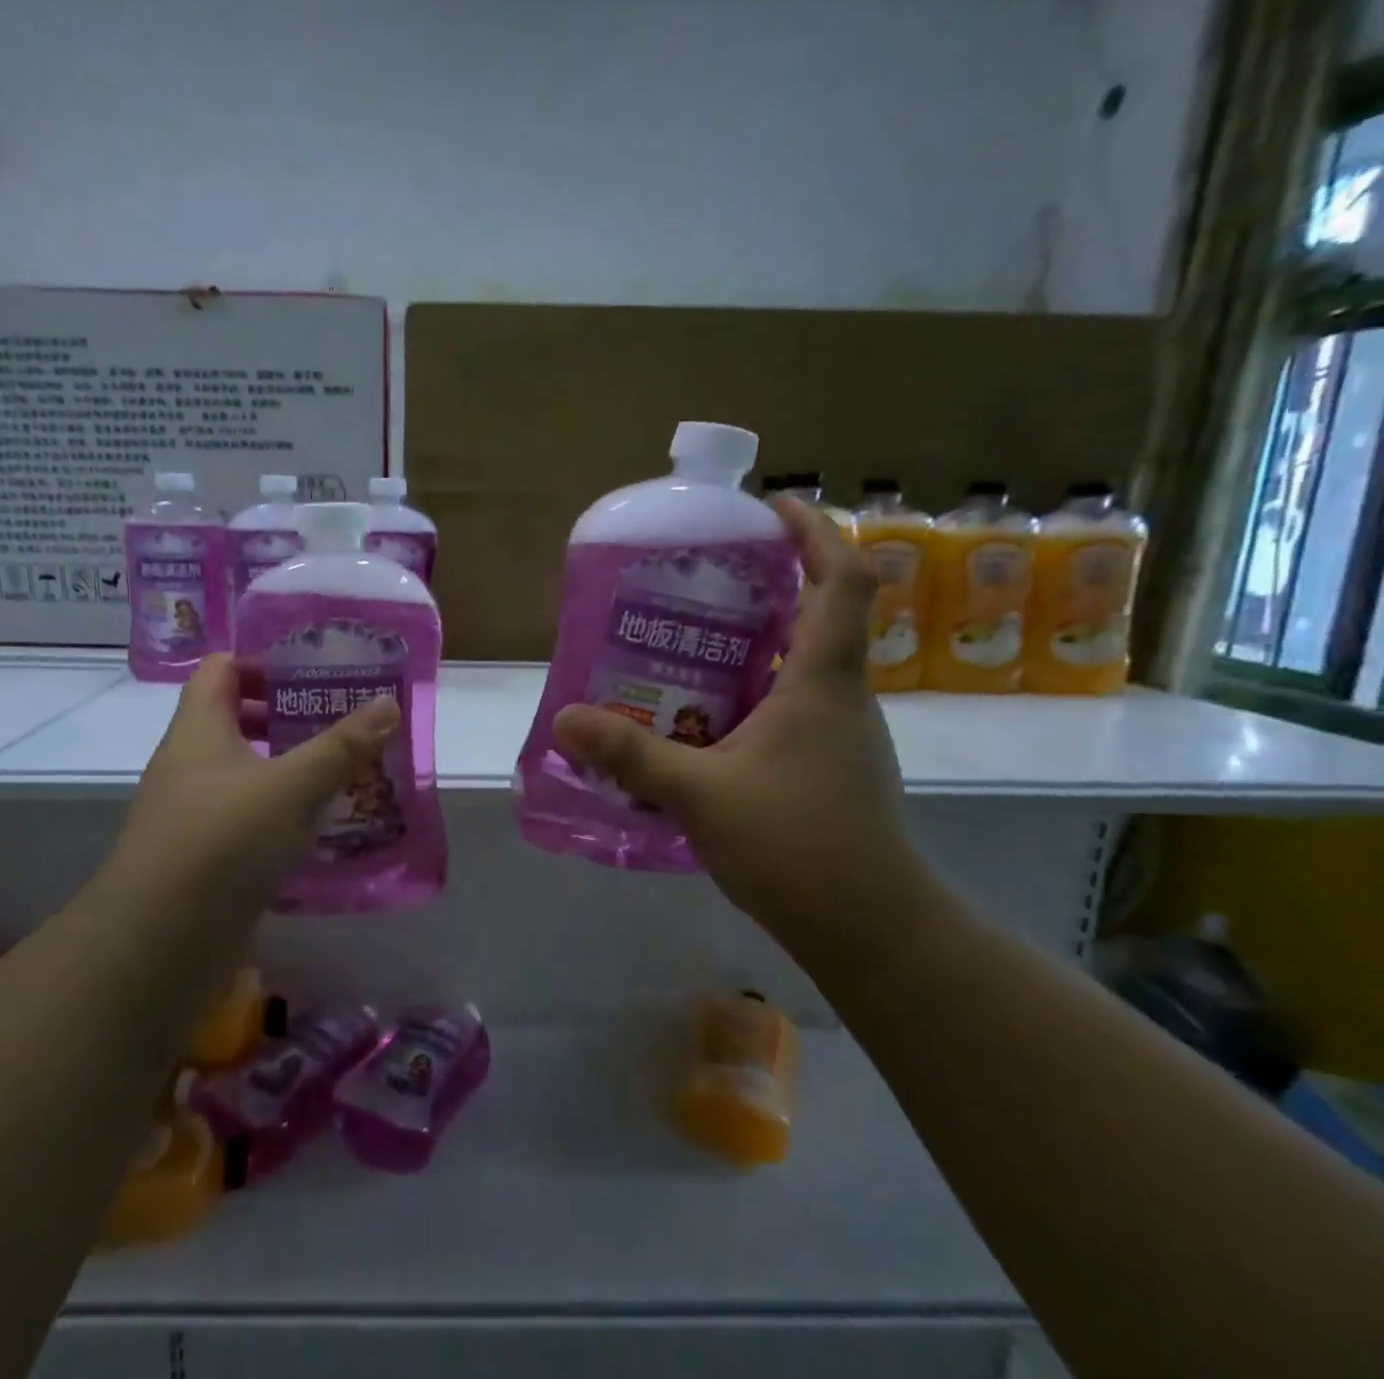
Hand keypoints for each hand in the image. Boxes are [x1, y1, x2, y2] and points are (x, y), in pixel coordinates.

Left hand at [110, 655, 400, 904]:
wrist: (161, 938)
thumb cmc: (225, 839)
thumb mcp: (294, 786)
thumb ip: (342, 745)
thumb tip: (389, 704)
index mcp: (199, 727)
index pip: (221, 668)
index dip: (262, 663)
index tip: (310, 675)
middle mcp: (188, 761)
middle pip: (232, 718)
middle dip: (283, 716)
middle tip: (335, 721)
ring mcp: (190, 809)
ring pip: (240, 769)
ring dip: (283, 765)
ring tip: (335, 772)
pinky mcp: (200, 851)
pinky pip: (242, 813)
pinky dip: (276, 809)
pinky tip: (313, 825)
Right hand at [552, 498, 931, 954]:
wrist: (873, 931)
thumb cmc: (799, 846)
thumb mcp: (701, 794)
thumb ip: (630, 755)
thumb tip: (565, 719)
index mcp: (824, 681)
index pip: (844, 579)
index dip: (814, 532)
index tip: (769, 507)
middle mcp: (839, 696)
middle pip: (820, 613)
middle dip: (769, 581)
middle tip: (700, 577)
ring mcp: (837, 734)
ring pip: (799, 664)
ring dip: (753, 640)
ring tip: (684, 641)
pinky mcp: (825, 766)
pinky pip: (787, 706)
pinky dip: (748, 691)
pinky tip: (697, 716)